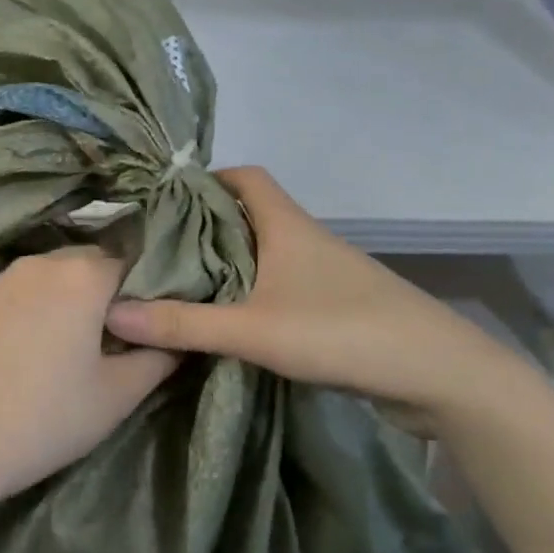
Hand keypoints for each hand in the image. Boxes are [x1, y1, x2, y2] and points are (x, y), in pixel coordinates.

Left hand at [0, 247, 178, 511]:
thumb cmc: (48, 417)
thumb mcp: (117, 395)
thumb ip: (157, 357)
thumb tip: (176, 339)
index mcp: (82, 275)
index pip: (131, 264)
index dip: (144, 293)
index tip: (146, 326)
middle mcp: (40, 262)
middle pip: (88, 264)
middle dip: (104, 292)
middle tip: (111, 339)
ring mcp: (1, 277)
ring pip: (50, 276)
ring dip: (66, 297)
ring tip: (67, 344)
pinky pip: (18, 290)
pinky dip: (33, 306)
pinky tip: (28, 347)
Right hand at [106, 166, 522, 423]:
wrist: (442, 376)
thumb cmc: (344, 332)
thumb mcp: (253, 330)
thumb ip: (183, 324)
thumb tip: (111, 314)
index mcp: (287, 226)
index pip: (244, 176)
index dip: (206, 178)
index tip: (164, 200)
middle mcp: (305, 239)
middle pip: (248, 214)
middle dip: (204, 224)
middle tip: (156, 247)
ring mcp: (324, 274)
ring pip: (264, 251)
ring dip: (226, 261)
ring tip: (179, 282)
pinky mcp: (335, 306)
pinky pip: (279, 284)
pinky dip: (249, 291)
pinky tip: (227, 318)